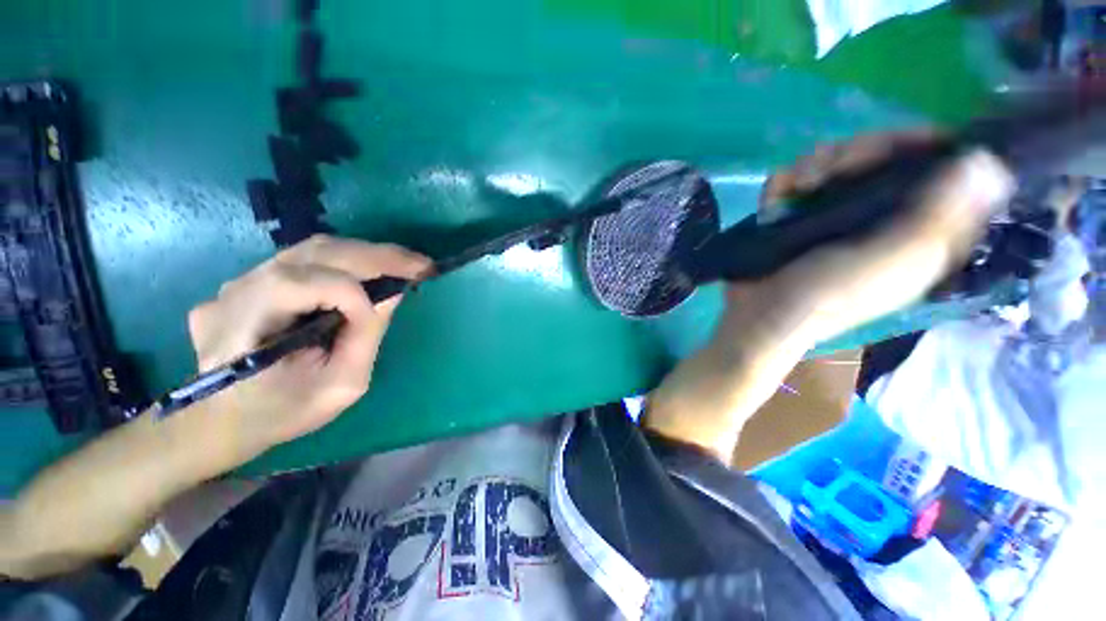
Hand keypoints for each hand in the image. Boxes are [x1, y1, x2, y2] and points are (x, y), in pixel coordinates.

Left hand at [187, 235, 430, 456]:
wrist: (224, 421)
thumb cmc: (282, 412)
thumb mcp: (338, 386)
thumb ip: (365, 336)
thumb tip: (393, 293)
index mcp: (244, 327)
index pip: (305, 285)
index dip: (354, 295)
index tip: (389, 308)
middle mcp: (235, 292)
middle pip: (313, 254)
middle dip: (376, 256)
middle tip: (420, 264)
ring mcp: (236, 282)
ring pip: (310, 249)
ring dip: (364, 255)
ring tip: (402, 263)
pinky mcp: (248, 282)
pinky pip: (303, 260)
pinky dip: (344, 262)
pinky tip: (367, 273)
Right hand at [726, 132, 1016, 344]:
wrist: (764, 314)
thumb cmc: (830, 294)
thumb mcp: (893, 259)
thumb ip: (938, 214)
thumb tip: (984, 160)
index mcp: (922, 228)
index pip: (942, 166)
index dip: (923, 145)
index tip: (897, 144)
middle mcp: (885, 214)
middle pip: (886, 154)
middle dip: (858, 153)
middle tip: (831, 172)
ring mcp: (838, 213)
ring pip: (839, 162)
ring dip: (815, 166)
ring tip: (798, 187)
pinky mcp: (799, 217)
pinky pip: (798, 180)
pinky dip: (785, 182)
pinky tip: (777, 196)